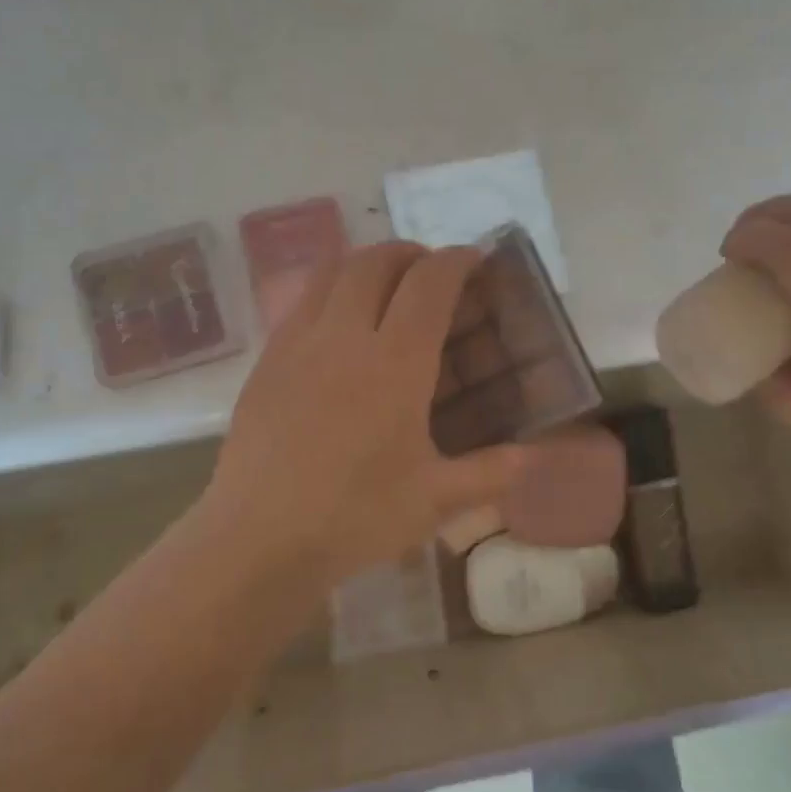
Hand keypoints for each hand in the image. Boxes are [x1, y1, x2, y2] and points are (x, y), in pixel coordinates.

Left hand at [202, 242, 530, 587]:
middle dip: (410, 253)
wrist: (259, 537)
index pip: (429, 284)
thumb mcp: (434, 501)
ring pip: (331, 271)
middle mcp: (344, 336)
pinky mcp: (266, 360)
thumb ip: (489, 473)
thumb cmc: (354, 517)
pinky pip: (301, 301)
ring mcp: (297, 343)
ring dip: (365, 263)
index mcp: (394, 363)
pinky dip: (329, 290)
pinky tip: (337, 326)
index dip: (455, 261)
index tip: (472, 260)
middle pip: (376, 262)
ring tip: (384, 285)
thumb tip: (531, 457)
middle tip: (429, 272)